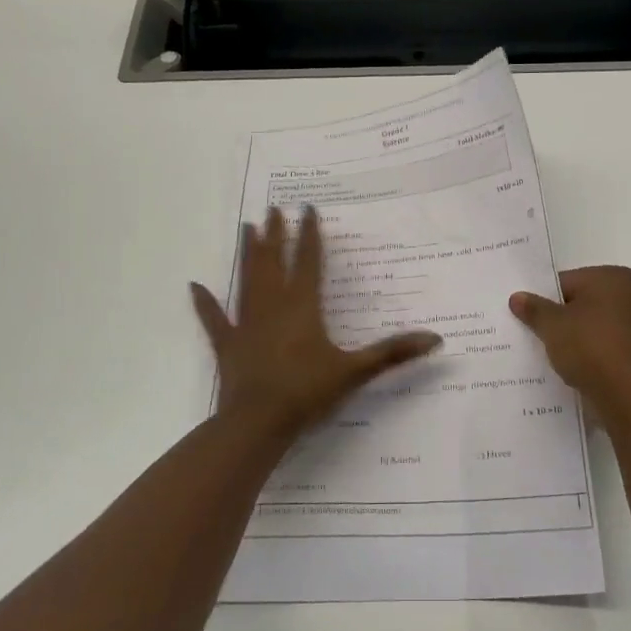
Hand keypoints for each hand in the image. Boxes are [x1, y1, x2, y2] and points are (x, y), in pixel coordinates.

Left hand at [191, 206, 441, 441]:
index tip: (307, 208)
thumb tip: (436, 339)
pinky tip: (194, 286)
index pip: (307, 260)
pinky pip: (214, 319)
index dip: (309, 234)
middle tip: (273, 208)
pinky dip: (205, 303)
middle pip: (273, 261)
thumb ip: (393, 353)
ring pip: (247, 279)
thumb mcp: (355, 371)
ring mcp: (246, 323)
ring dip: (248, 253)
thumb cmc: (307, 392)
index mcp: (302, 306)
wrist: (258, 422)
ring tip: (247, 227)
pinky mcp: (228, 344)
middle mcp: (272, 305)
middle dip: (275, 234)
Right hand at [510, 266, 630, 409]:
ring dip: (583, 338)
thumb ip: (534, 309)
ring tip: (561, 357)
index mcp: (613, 276)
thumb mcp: (552, 326)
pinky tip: (583, 370)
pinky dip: (599, 355)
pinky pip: (614, 347)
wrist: (630, 396)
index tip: (533, 320)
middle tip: (543, 337)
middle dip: (566, 319)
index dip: (546, 301)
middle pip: (587, 303)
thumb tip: (517, 297)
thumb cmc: (590, 347)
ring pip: (601, 326)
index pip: (568, 282)